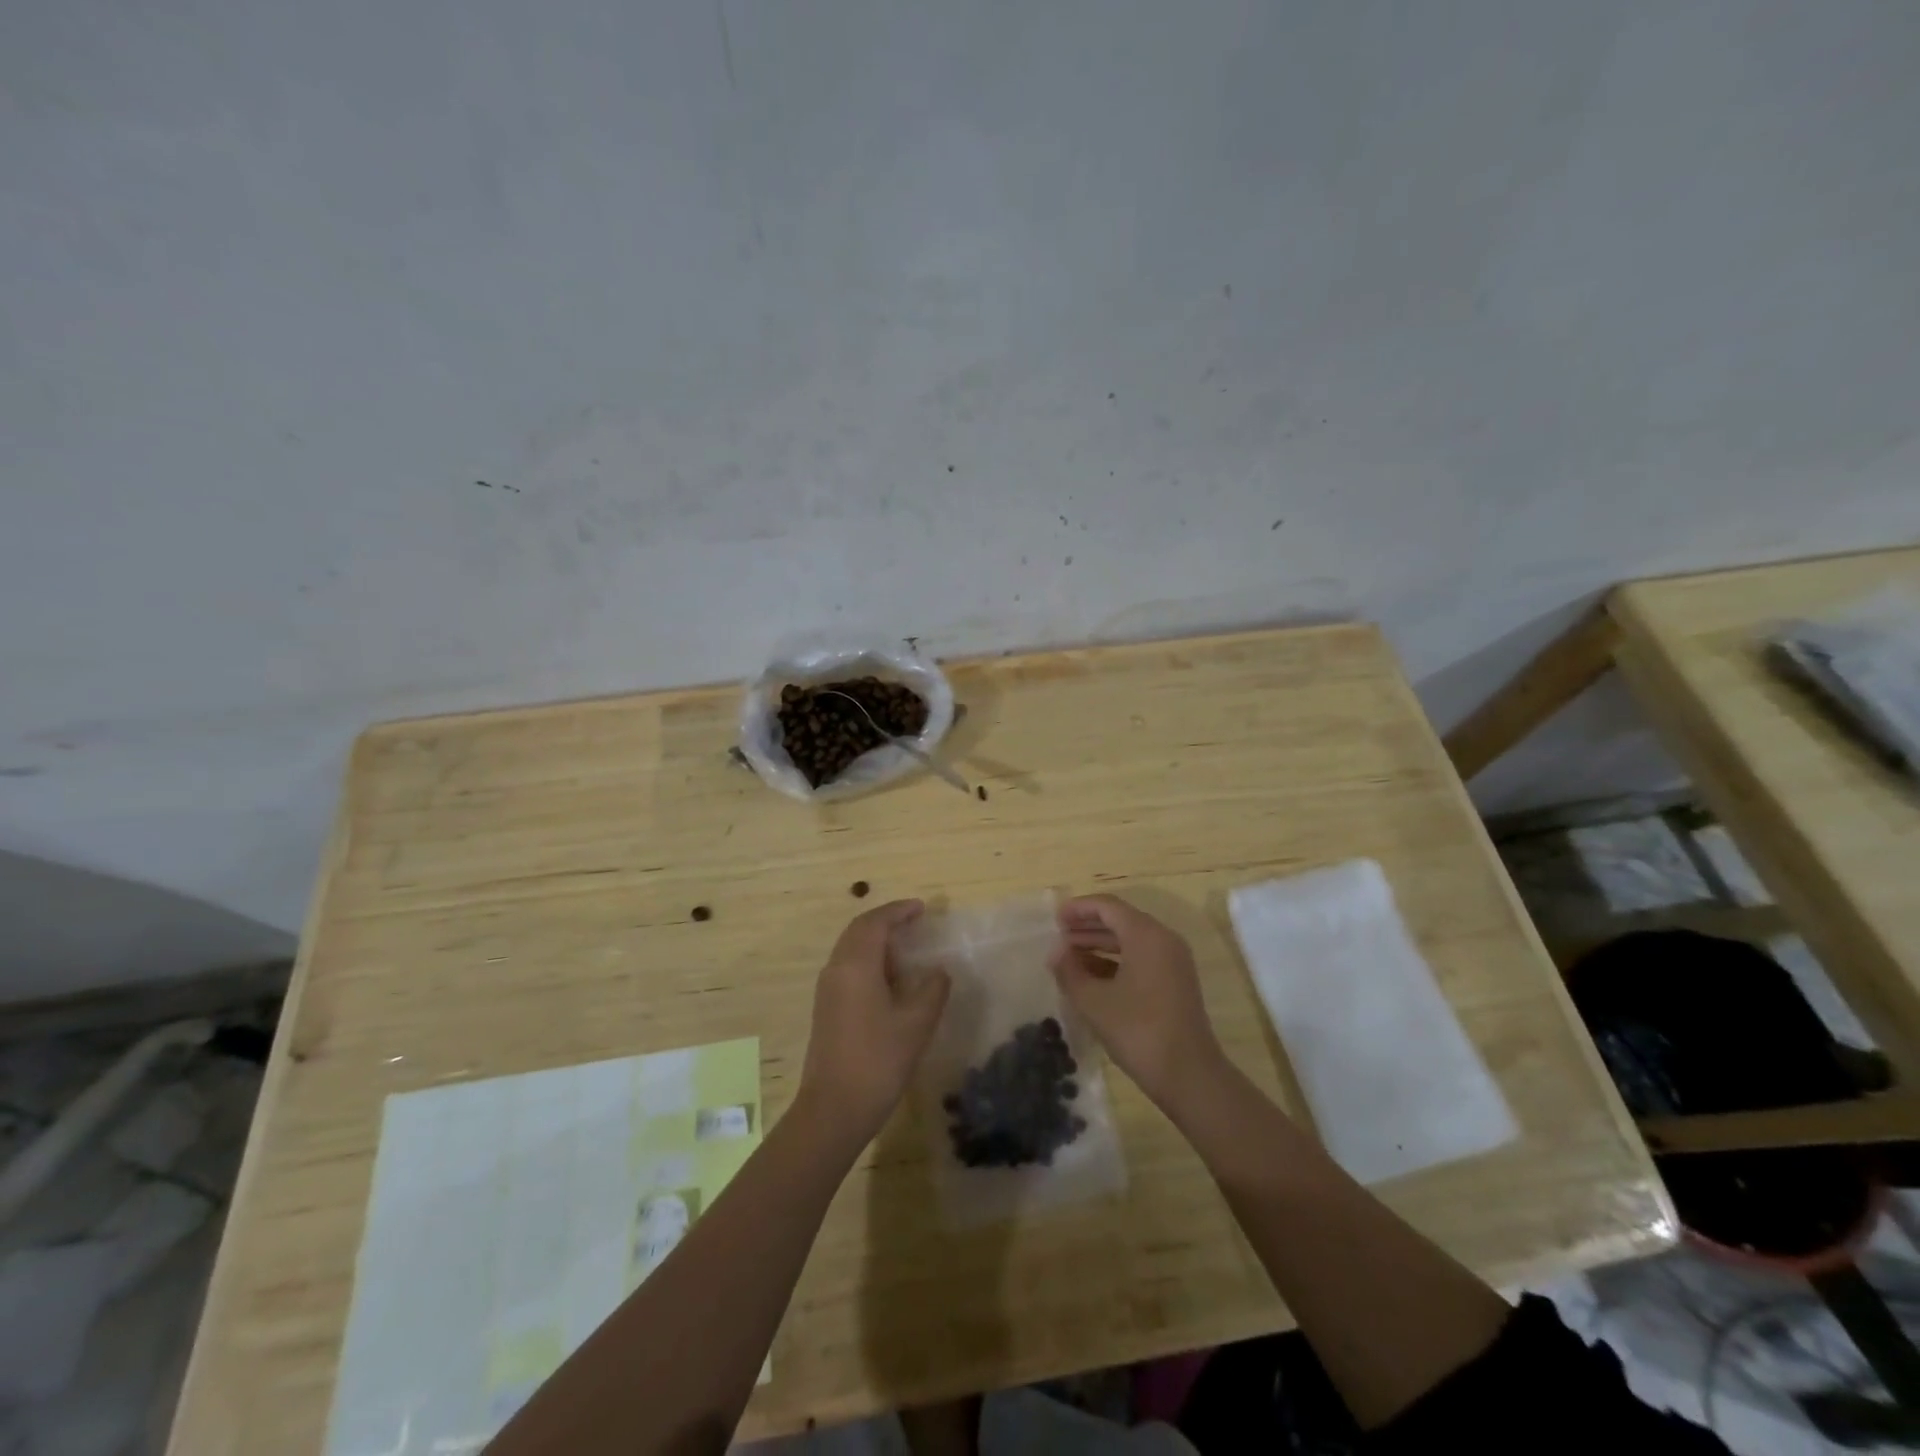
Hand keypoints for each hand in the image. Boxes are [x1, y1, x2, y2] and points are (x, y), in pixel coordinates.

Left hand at [796, 900, 949, 1143]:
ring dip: (876, 941)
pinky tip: (890, 980)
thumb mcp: (916, 1024)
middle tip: (913, 921)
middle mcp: (837, 969)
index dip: (899, 911)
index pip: (876, 923)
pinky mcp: (826, 1009)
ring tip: (906, 948)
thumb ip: (931, 989)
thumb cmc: (878, 1061)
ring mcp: (828, 990)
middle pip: (859, 931)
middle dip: (886, 921)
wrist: (833, 1110)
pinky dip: (869, 960)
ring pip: (851, 949)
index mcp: (856, 965)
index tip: (922, 908)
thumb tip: (938, 970)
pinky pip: (848, 968)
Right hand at [1049, 895, 1225, 1112]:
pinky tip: (1092, 976)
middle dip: (1088, 926)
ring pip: (1130, 940)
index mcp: (1146, 935)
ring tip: (1069, 957)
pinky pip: (1141, 957)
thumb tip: (1056, 952)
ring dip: (1100, 944)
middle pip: (1120, 920)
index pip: (1108, 906)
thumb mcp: (1094, 1001)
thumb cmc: (1138, 1031)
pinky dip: (1116, 960)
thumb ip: (1070, 971)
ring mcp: (1173, 961)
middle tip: (1059, 936)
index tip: (1055, 919)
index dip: (1079, 908)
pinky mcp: (1175, 981)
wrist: (1189, 1075)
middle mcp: (1163, 940)